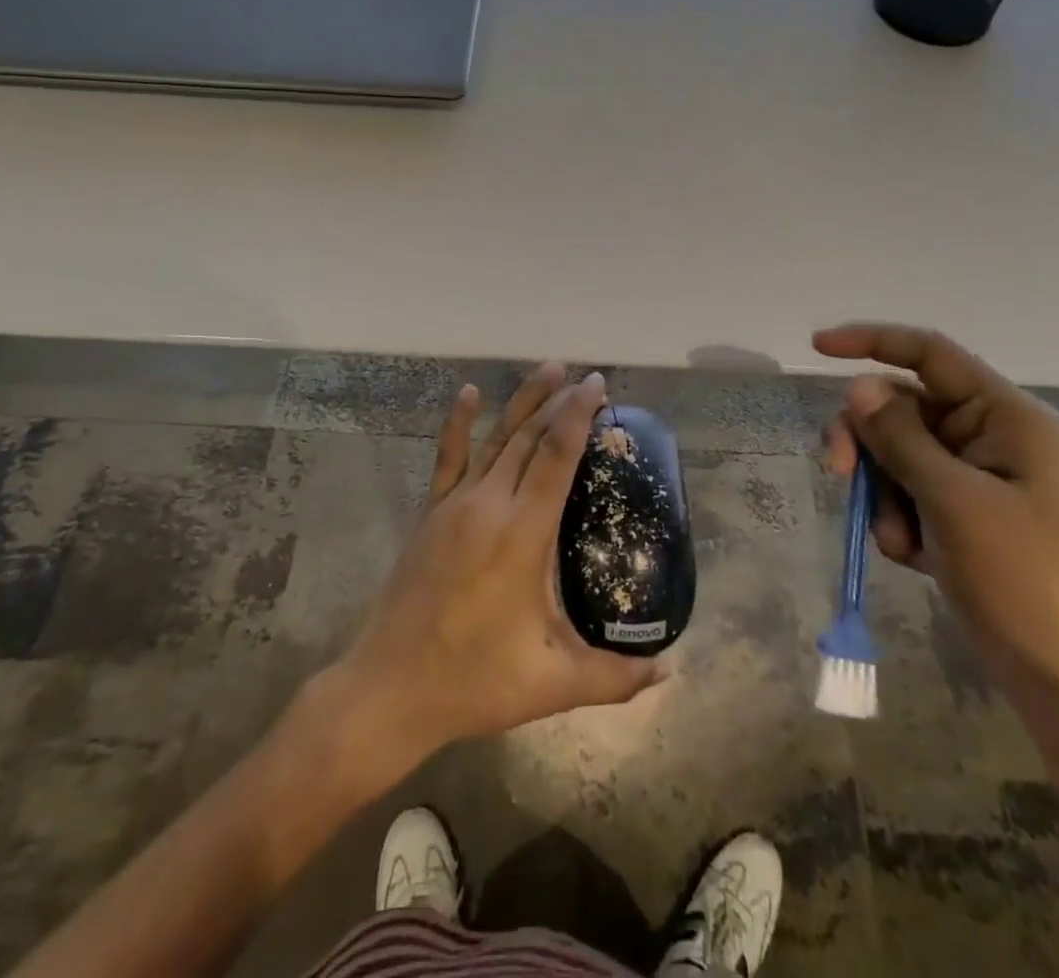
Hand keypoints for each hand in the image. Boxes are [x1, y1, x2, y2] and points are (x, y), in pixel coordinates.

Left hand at [333, 364, 667, 759]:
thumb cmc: (474, 681)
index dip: (578, 417)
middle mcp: (488, 505)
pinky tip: (467, 392)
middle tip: (584, 378)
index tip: (596, 386)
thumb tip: (669, 670)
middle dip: (558, 403)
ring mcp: (454, 505)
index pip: (556, 458)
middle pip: (528, 438)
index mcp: (521, 534)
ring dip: (521, 403)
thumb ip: (616, 677)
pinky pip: (447, 457)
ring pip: (494, 439)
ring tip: (546, 369)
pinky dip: (457, 422)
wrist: (389, 688)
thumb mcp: (552, 684)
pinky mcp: (430, 513)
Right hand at [813, 323, 1058, 735]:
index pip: (928, 354)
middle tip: (839, 473)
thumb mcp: (956, 502)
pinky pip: (907, 497)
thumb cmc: (1030, 583)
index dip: (871, 342)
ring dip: (882, 493)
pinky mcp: (963, 520)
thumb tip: (859, 386)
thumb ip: (900, 438)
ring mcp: (976, 482)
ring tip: (902, 542)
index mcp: (1005, 417)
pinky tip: (914, 560)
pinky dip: (897, 522)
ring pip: (896, 456)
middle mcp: (990, 438)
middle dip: (866, 440)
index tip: (814, 348)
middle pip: (901, 408)